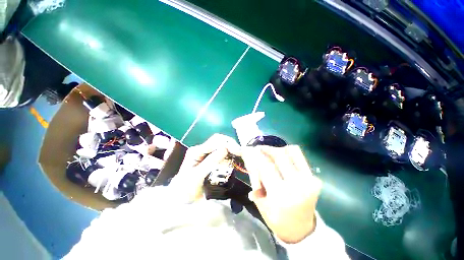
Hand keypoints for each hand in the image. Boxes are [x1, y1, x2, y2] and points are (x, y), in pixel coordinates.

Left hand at [169, 134, 240, 201]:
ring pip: (221, 145)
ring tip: (239, 154)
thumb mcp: (197, 176)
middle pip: (219, 140)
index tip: (238, 151)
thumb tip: (225, 149)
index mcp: (196, 151)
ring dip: (231, 148)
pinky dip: (229, 153)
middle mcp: (201, 149)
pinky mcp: (210, 158)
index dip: (228, 144)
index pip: (214, 141)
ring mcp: (206, 153)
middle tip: (241, 153)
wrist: (181, 197)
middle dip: (230, 144)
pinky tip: (234, 157)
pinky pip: (221, 152)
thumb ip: (210, 162)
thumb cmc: (186, 188)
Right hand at [242, 145, 321, 243]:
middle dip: (266, 149)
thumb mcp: (261, 204)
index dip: (256, 155)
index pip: (265, 166)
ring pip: (291, 152)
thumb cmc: (277, 220)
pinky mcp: (314, 178)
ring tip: (271, 152)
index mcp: (280, 194)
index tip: (250, 149)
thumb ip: (256, 181)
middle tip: (260, 148)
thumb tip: (252, 161)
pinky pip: (300, 157)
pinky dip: (289, 153)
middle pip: (279, 155)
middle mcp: (296, 184)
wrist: (302, 230)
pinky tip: (283, 157)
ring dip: (278, 149)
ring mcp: (307, 180)